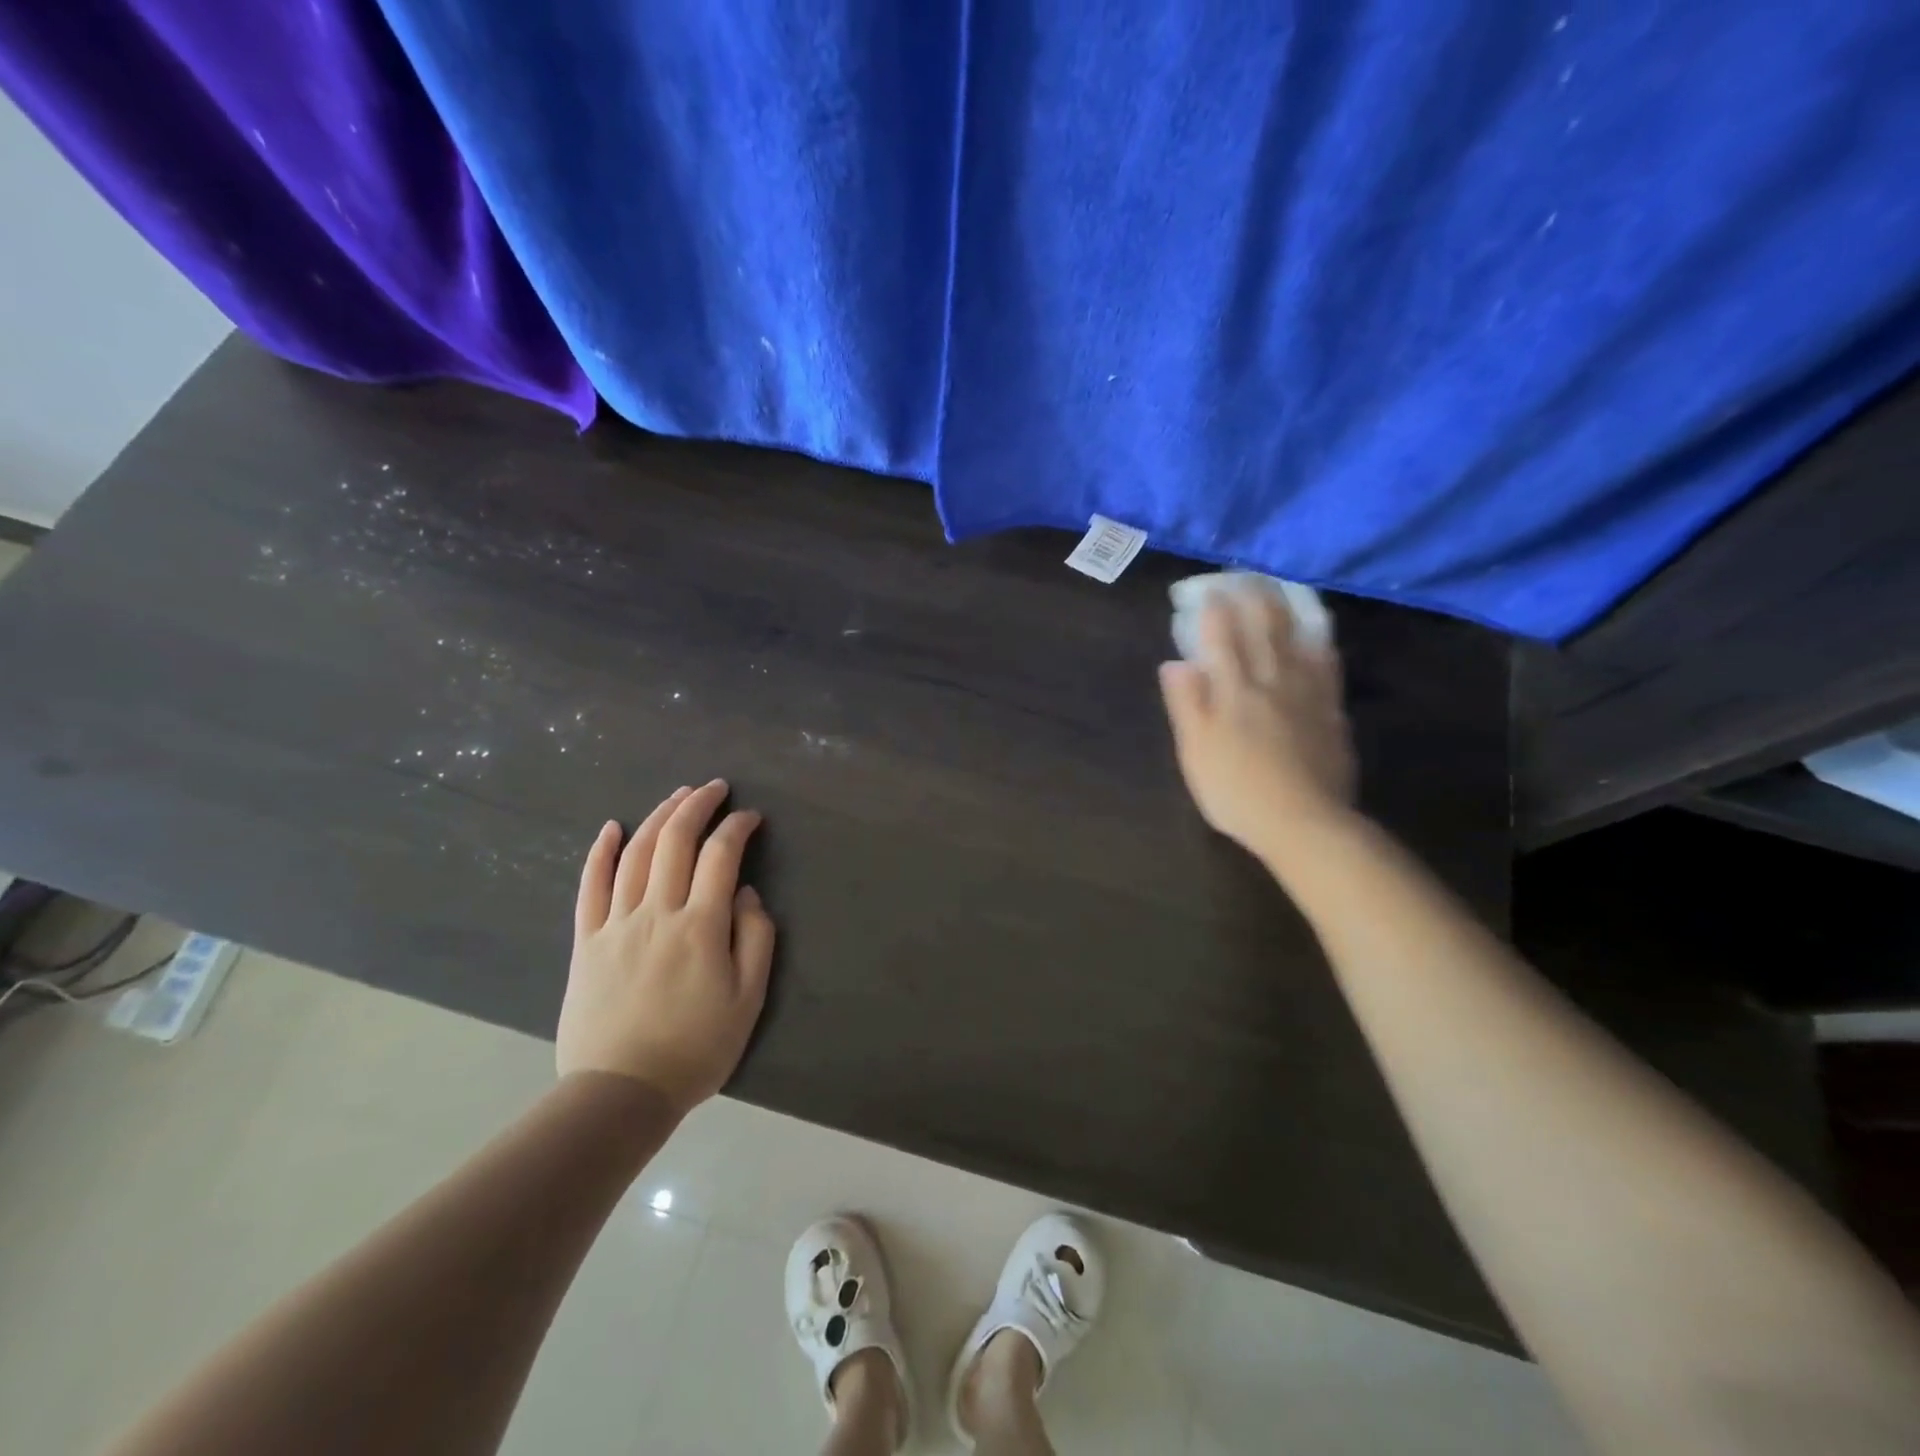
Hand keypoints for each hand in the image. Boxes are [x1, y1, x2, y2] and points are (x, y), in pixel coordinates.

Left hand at [558, 780, 776, 1112]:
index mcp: (701, 925)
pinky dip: (600, 852)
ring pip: (635, 854)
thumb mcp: (748, 999)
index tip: (751, 816)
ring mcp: (616, 923)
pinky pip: (590, 886)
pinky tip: (611, 828)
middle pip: (675, 841)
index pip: (721, 855)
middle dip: (697, 805)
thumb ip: (755, 939)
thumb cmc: (696, 1048)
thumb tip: (745, 893)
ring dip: (658, 816)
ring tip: (677, 796)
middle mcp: (657, 912)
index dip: (737, 827)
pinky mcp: (586, 941)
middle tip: (714, 787)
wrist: (621, 1092)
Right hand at [1159, 588, 1356, 859]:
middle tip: (1243, 576)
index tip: (1206, 589)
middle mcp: (1271, 680)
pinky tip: (1318, 636)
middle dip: (1251, 596)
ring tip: (1280, 588)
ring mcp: (1307, 694)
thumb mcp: (1195, 751)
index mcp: (1233, 690)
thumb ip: (1185, 703)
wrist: (1304, 823)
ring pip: (1299, 638)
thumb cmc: (1236, 791)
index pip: (1220, 636)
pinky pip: (1328, 665)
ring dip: (1287, 608)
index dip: (1213, 609)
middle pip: (1263, 627)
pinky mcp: (1332, 711)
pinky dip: (1319, 642)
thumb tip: (1174, 662)